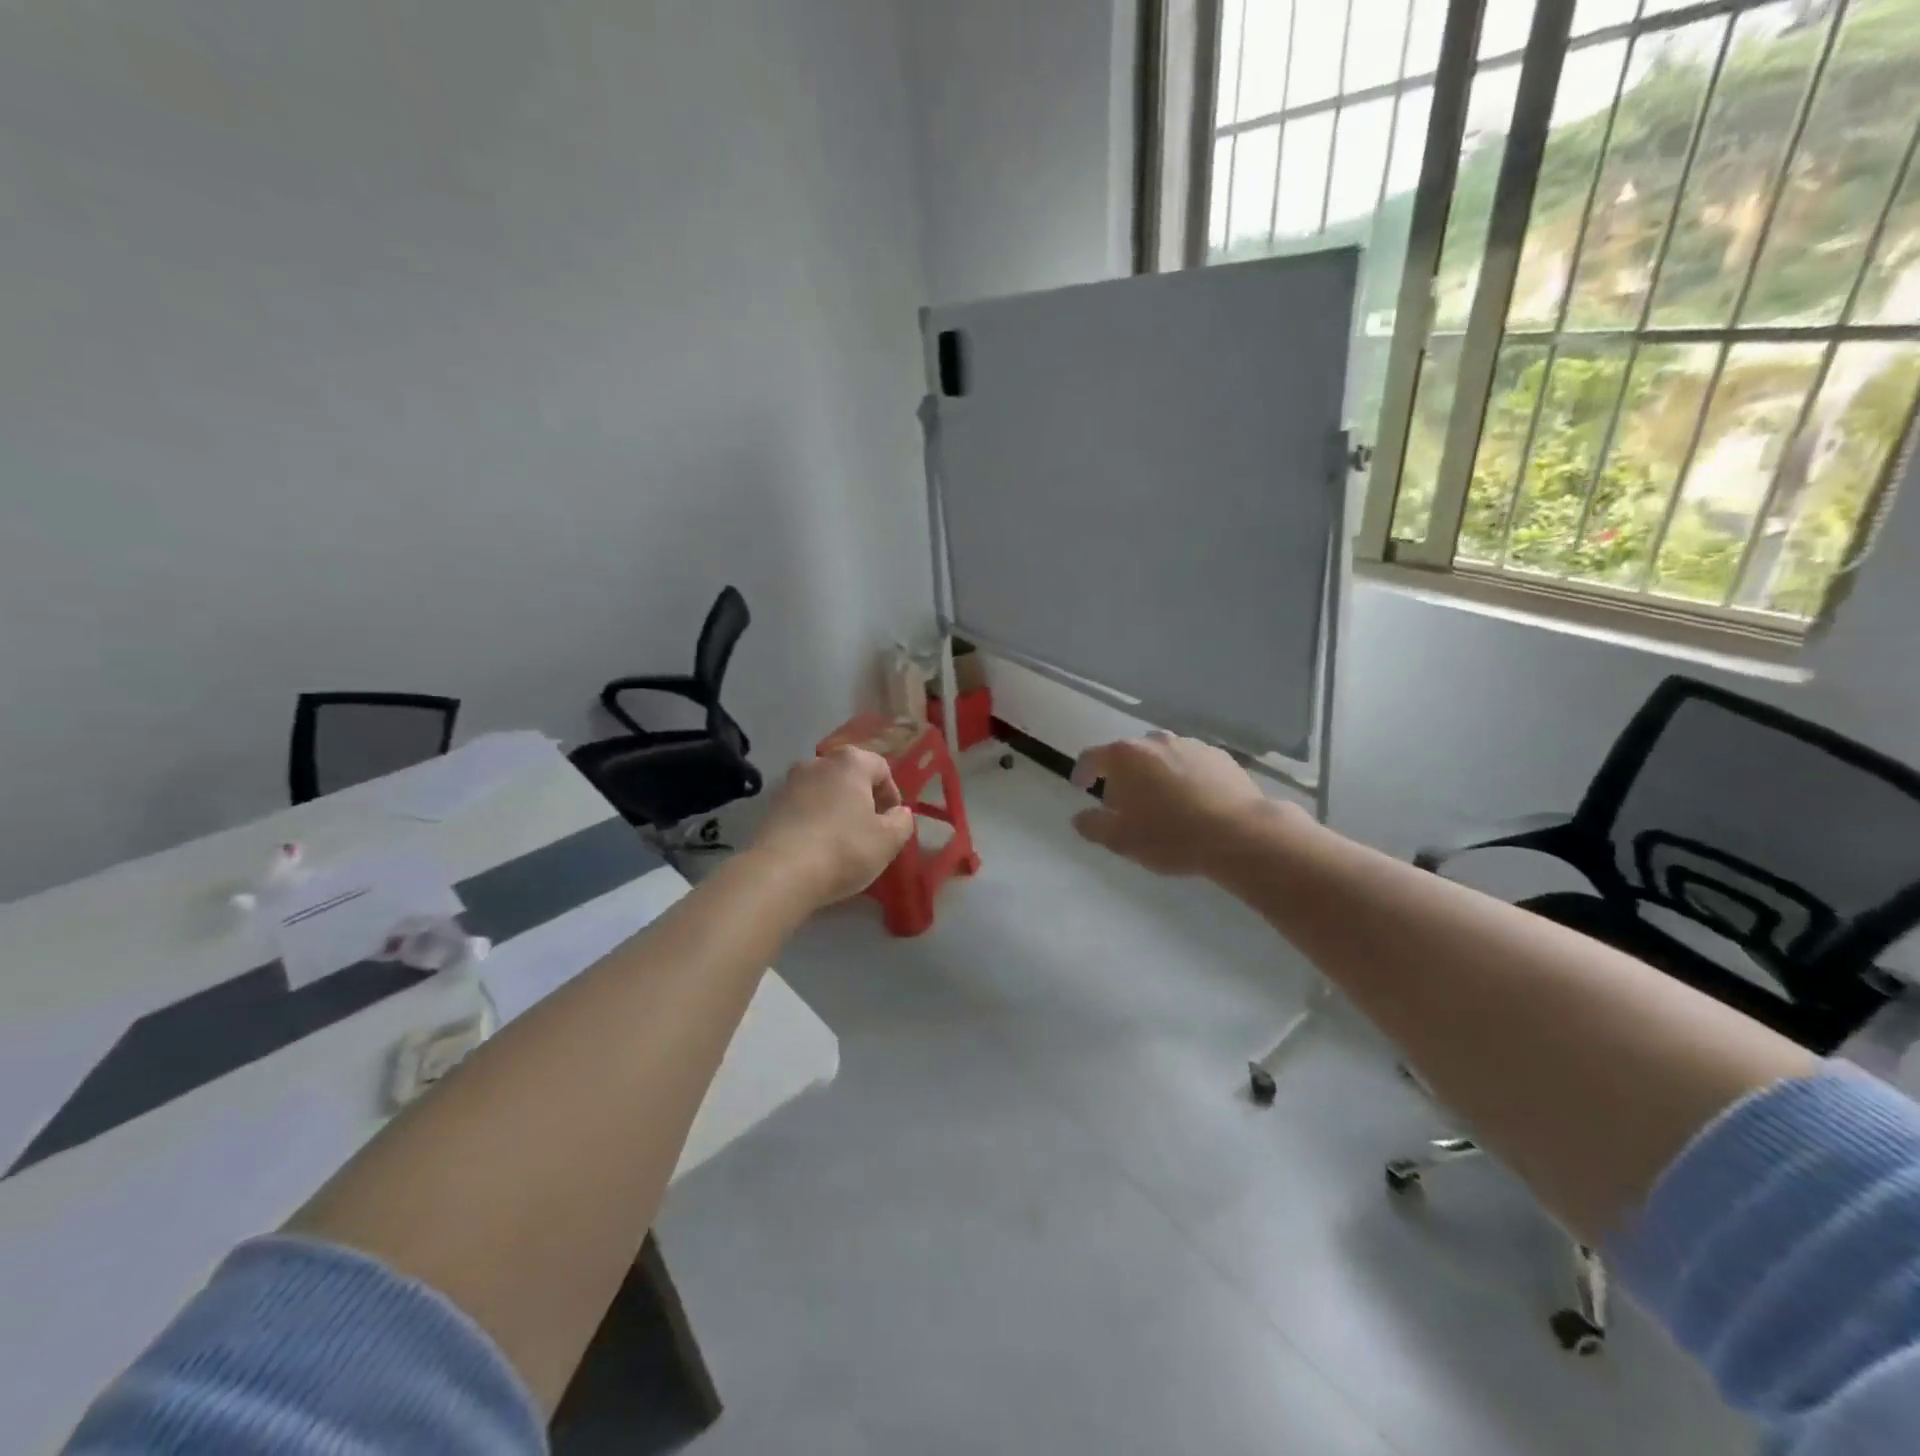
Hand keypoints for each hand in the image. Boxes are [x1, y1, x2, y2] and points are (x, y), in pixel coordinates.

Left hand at [749, 746, 915, 907]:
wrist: (780, 873)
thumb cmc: (844, 849)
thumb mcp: (888, 841)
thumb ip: (902, 822)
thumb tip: (899, 813)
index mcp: (850, 762)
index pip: (881, 768)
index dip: (892, 794)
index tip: (893, 821)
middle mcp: (817, 763)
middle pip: (849, 776)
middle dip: (862, 799)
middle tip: (870, 830)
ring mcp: (789, 783)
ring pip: (824, 791)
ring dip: (836, 809)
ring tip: (842, 841)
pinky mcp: (770, 807)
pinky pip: (802, 808)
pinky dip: (814, 821)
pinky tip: (817, 847)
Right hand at [1070, 731, 1284, 876]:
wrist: (1239, 834)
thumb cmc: (1170, 836)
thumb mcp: (1120, 840)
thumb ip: (1092, 826)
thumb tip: (1080, 817)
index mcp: (1125, 757)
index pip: (1091, 757)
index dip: (1082, 772)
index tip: (1081, 787)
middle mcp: (1155, 741)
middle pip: (1128, 754)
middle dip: (1122, 776)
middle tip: (1125, 805)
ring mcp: (1190, 745)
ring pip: (1161, 756)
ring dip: (1154, 774)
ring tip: (1162, 803)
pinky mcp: (1219, 755)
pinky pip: (1190, 763)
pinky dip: (1184, 777)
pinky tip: (1193, 802)